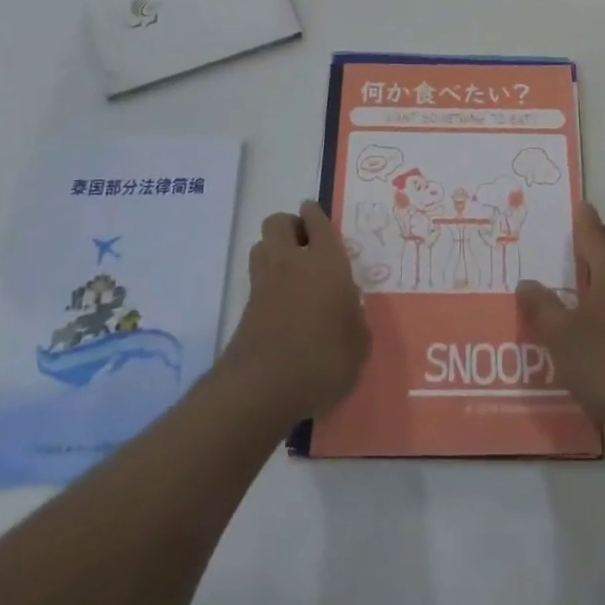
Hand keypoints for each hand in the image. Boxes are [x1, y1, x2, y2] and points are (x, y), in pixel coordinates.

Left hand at [220, 201, 369, 422]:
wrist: (263, 389)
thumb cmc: (323, 360)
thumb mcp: (358, 344)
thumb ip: (355, 318)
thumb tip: (348, 307)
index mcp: (326, 262)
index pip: (317, 221)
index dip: (315, 215)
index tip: (317, 216)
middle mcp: (292, 263)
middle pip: (278, 223)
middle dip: (290, 226)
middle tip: (307, 245)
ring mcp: (264, 283)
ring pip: (261, 245)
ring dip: (274, 250)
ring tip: (292, 271)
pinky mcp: (246, 308)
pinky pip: (256, 278)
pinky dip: (266, 280)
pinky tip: (282, 302)